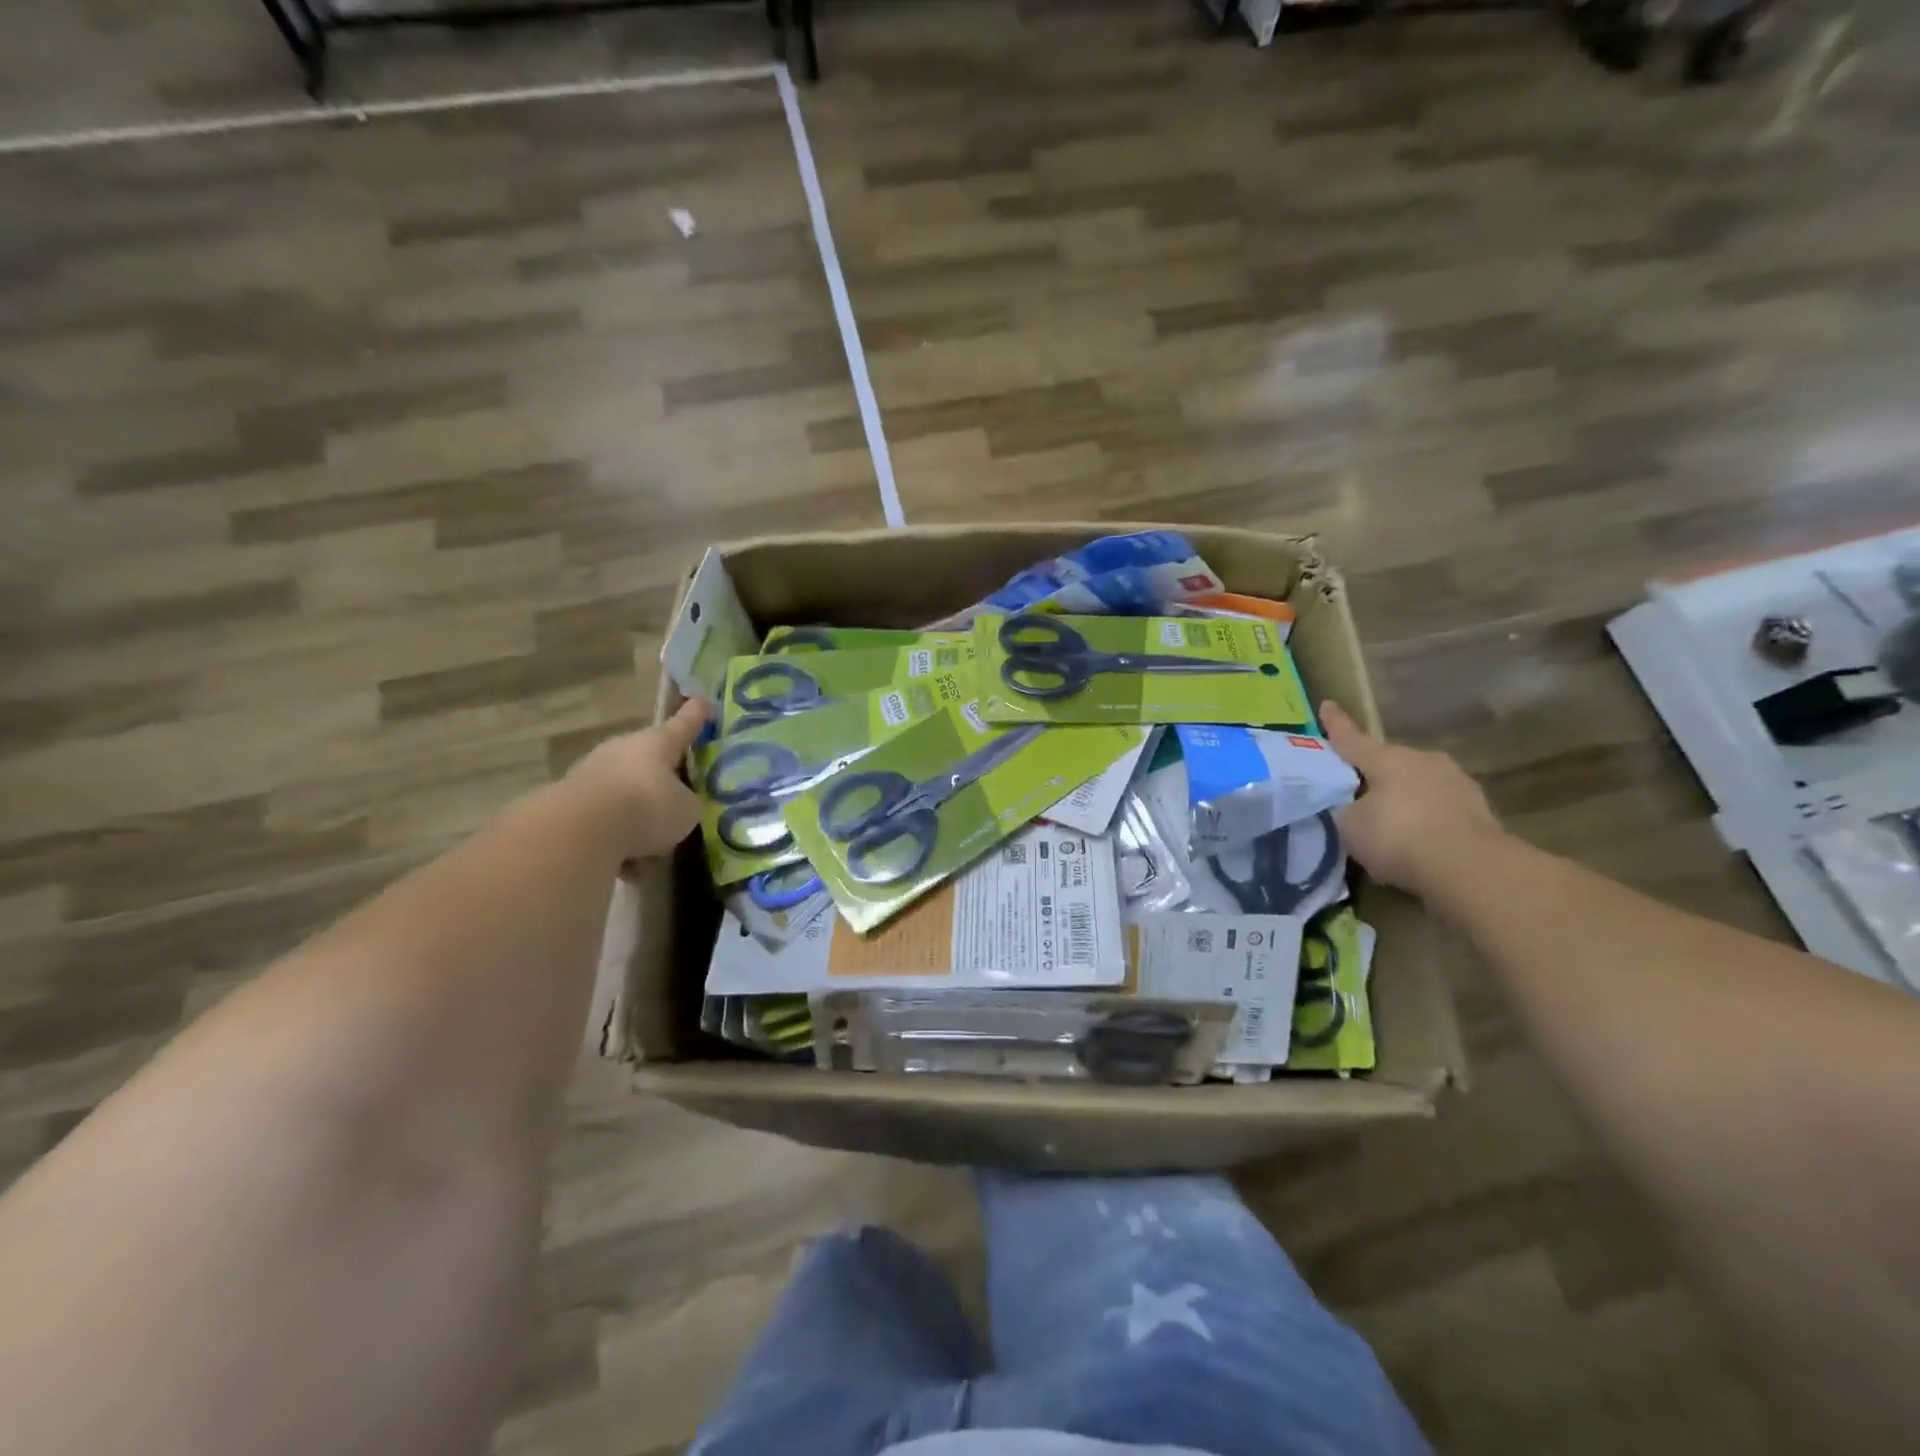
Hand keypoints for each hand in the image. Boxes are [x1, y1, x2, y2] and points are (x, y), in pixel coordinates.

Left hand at [564, 699, 710, 860]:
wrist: (580, 831)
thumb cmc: (647, 807)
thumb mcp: (687, 810)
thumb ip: (688, 805)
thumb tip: (680, 807)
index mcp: (657, 743)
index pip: (684, 725)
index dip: (696, 716)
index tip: (704, 702)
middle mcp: (623, 750)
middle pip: (649, 761)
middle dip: (663, 781)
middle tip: (678, 804)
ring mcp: (591, 773)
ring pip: (625, 794)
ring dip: (637, 816)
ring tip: (652, 848)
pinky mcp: (568, 802)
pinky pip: (605, 820)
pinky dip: (617, 839)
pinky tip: (626, 866)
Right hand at [1321, 701, 1500, 896]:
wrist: (1468, 867)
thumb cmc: (1396, 836)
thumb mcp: (1350, 825)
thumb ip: (1346, 809)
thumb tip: (1353, 807)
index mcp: (1387, 758)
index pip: (1351, 739)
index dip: (1336, 725)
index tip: (1327, 705)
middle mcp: (1422, 760)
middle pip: (1389, 763)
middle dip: (1374, 774)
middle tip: (1357, 793)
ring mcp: (1456, 782)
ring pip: (1418, 785)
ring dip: (1404, 798)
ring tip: (1391, 824)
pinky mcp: (1480, 810)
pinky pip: (1440, 809)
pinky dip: (1427, 820)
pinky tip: (1419, 842)